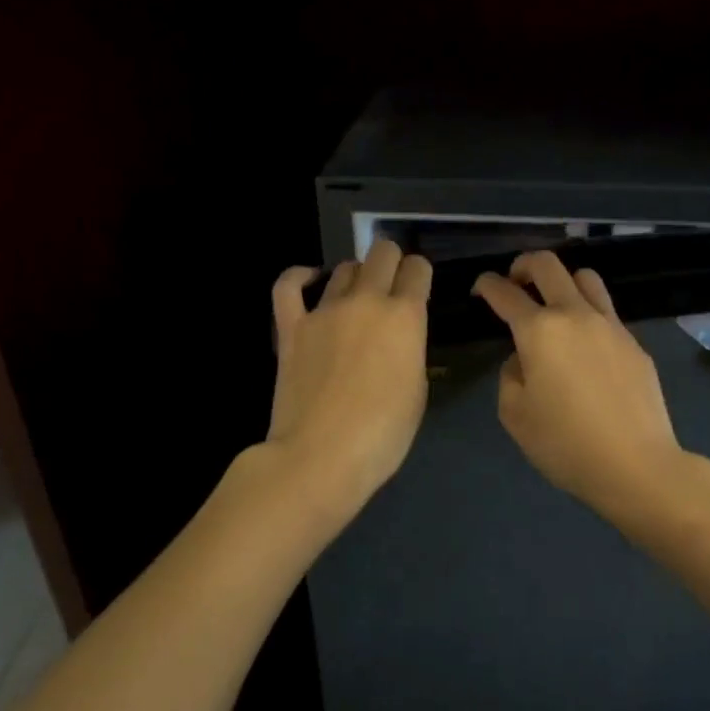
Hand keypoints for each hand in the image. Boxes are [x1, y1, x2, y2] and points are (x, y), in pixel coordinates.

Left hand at [264, 239, 431, 510]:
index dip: (421, 273)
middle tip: (392, 285)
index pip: (418, 269)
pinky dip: (300, 277)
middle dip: (392, 262)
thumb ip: (409, 350)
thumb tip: (398, 338)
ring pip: (344, 269)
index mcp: (405, 316)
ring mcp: (325, 311)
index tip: (419, 287)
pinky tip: (310, 279)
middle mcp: (367, 301)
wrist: (320, 457)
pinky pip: (288, 286)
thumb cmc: (382, 434)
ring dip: (356, 276)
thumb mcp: (416, 390)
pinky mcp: (292, 327)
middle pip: (382, 253)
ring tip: (357, 296)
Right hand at [471, 250, 689, 512]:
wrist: (636, 464)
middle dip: (524, 264)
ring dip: (563, 280)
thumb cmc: (565, 444)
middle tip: (515, 281)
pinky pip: (606, 310)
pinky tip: (585, 344)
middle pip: (548, 265)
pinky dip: (588, 312)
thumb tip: (524, 359)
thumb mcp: (515, 415)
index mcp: (539, 330)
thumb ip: (510, 375)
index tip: (481, 288)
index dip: (487, 284)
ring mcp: (610, 324)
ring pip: (585, 277)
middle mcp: (574, 314)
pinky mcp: (633, 342)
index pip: (505, 292)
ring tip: (555, 303)